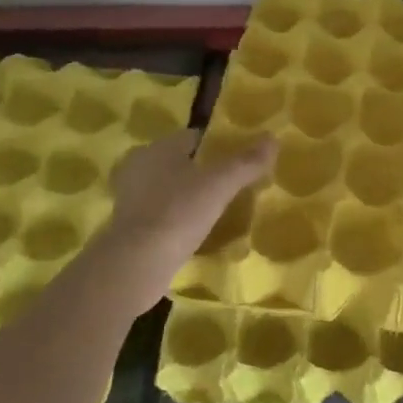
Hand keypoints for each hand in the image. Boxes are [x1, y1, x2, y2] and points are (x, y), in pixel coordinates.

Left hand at [106, 130, 276, 257]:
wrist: (136, 265)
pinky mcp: (130, 227)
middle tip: (235, 185)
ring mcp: (131, 199)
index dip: (220, 145)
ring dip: (191, 196)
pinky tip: (199, 230)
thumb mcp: (220, 184)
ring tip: (221, 209)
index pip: (195, 137)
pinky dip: (180, 218)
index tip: (242, 159)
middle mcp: (139, 167)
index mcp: (157, 148)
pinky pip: (163, 214)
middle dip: (206, 171)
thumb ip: (247, 161)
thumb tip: (273, 138)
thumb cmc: (178, 213)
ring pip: (171, 189)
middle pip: (182, 163)